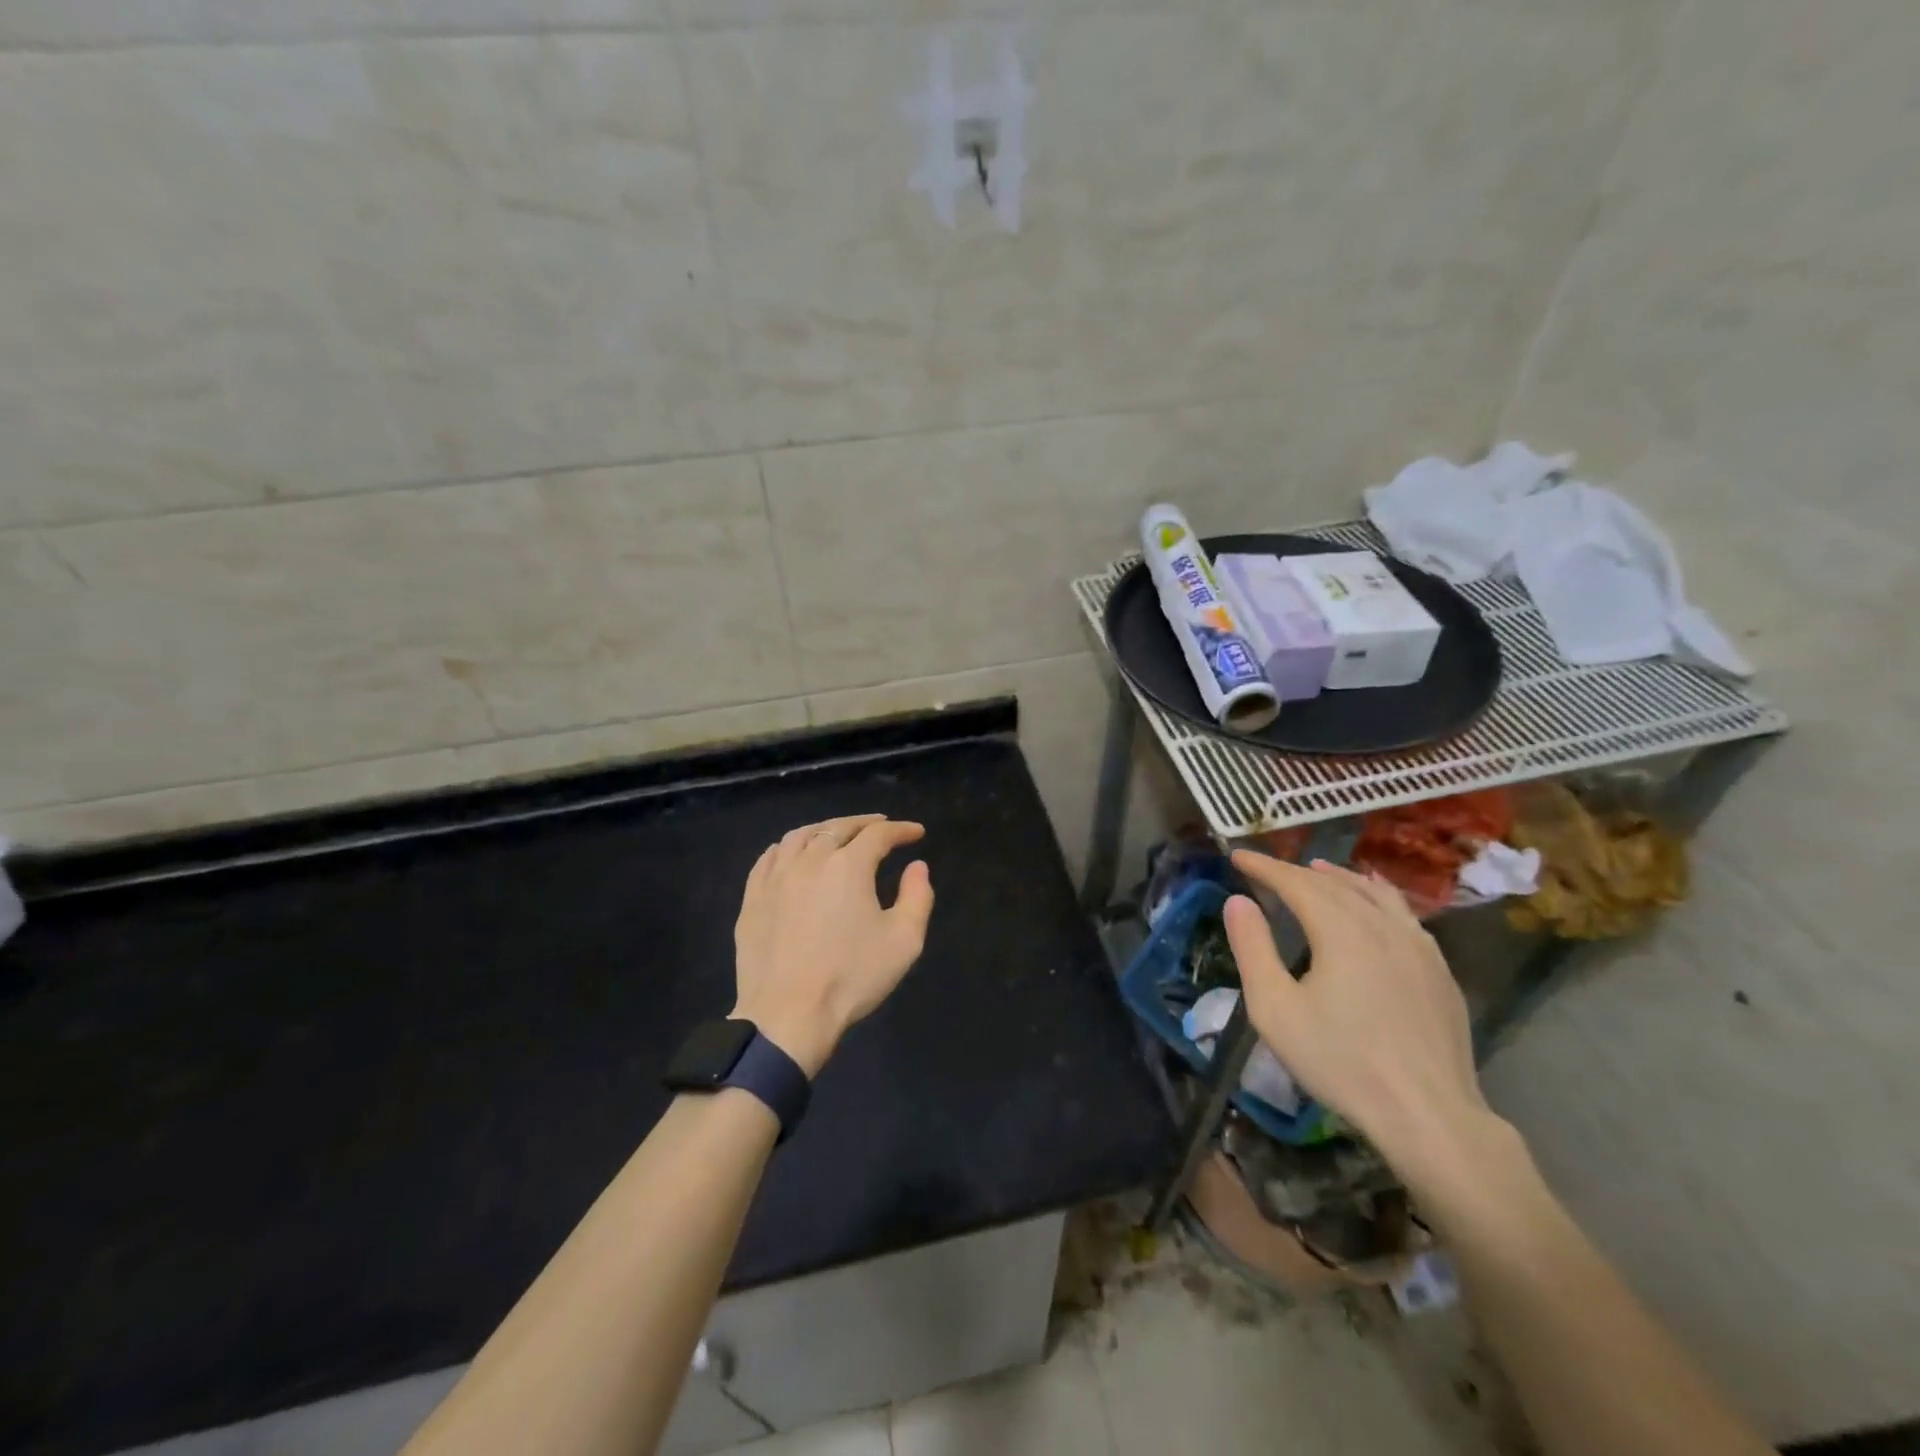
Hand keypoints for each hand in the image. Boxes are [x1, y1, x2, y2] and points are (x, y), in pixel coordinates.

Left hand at [732, 815, 934, 1076]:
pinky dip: (789, 847)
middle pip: (838, 827)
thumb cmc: (851, 978)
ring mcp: (776, 877)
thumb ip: (917, 897)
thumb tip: (917, 867)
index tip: (915, 833)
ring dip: (825, 829)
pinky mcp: (753, 898)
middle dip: (864, 824)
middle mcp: (810, 860)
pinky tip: (794, 854)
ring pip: (801, 836)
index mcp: (849, 866)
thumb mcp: (904, 941)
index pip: (878, 835)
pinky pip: (770, 858)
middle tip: (881, 827)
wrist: (787, 1016)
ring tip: (838, 835)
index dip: (900, 830)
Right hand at [1223, 851, 1497, 1184]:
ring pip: (1374, 893)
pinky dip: (1378, 897)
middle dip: (1296, 871)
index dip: (1264, 866)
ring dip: (1341, 877)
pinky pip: (1403, 915)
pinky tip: (1376, 906)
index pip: (1296, 882)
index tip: (1237, 855)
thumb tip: (1237, 901)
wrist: (1428, 1115)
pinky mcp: (1439, 970)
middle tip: (1267, 868)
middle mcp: (1383, 925)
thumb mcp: (1275, 1009)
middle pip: (1334, 884)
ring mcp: (1419, 947)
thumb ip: (1252, 948)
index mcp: (1342, 930)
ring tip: (1320, 869)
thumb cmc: (1340, 1061)